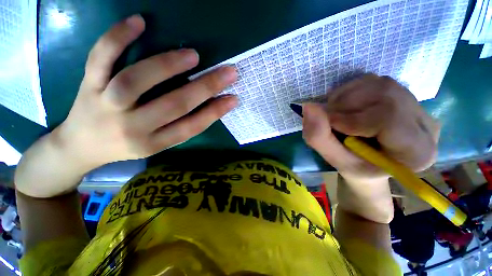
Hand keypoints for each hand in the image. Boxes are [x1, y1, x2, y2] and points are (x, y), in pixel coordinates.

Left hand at [54, 14, 237, 170]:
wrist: (80, 147)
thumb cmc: (125, 147)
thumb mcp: (157, 145)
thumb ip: (181, 126)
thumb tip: (210, 106)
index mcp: (153, 143)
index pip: (191, 127)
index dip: (215, 112)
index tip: (234, 98)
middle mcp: (132, 127)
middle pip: (174, 105)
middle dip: (206, 87)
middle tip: (229, 72)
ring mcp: (105, 104)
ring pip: (136, 81)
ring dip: (168, 65)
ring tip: (193, 55)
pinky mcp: (86, 85)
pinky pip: (99, 58)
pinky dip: (117, 37)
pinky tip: (139, 21)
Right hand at [302, 74, 439, 182]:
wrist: (371, 162)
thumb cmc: (355, 168)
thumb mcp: (335, 160)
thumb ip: (319, 137)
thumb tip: (308, 106)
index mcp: (416, 152)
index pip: (388, 118)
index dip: (351, 118)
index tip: (329, 124)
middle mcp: (426, 124)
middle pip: (385, 95)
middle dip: (346, 105)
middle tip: (328, 119)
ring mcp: (417, 105)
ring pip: (379, 84)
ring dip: (345, 96)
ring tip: (335, 113)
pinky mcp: (403, 94)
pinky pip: (374, 81)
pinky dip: (350, 90)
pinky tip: (344, 106)